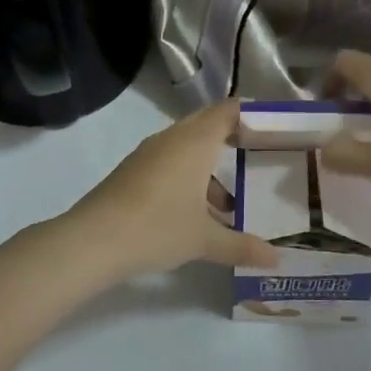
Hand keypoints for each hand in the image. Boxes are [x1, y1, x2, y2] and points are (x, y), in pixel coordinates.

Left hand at [64, 100, 279, 276]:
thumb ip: (242, 246)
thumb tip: (277, 259)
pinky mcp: (133, 171)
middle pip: (207, 124)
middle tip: (259, 156)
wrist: (93, 240)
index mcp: (195, 142)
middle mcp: (172, 139)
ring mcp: (149, 154)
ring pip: (187, 147)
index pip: (227, 111)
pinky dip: (188, 177)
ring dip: (209, 166)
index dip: (251, 115)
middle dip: (232, 138)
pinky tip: (196, 213)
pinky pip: (170, 162)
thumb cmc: (157, 228)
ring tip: (231, 202)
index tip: (274, 130)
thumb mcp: (205, 240)